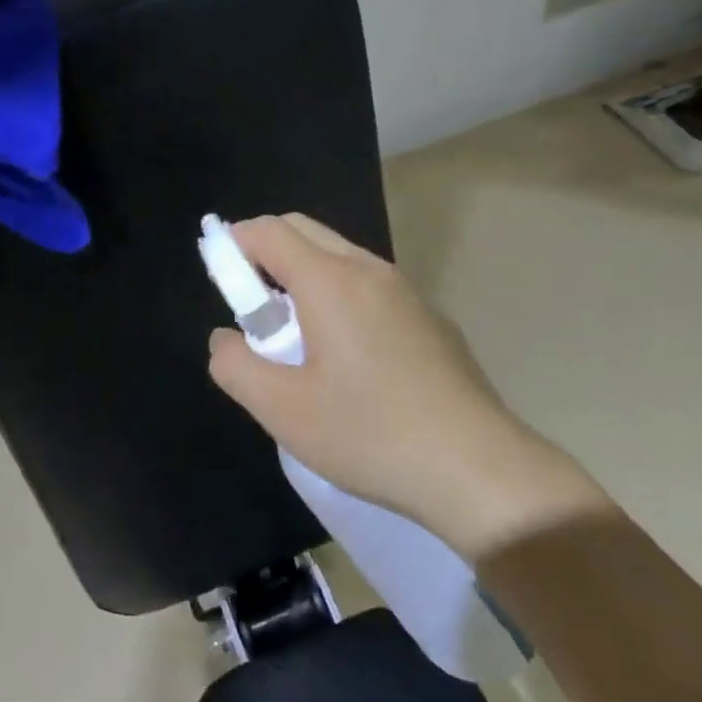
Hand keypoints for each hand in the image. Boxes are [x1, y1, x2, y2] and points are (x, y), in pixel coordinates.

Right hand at [207, 214, 610, 562]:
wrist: (479, 470)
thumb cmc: (370, 433)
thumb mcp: (282, 410)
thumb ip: (234, 365)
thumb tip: (225, 338)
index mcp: (329, 280)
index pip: (268, 230)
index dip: (233, 245)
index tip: (222, 283)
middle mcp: (368, 269)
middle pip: (302, 230)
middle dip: (265, 254)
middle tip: (254, 309)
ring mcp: (405, 290)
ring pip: (338, 255)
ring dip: (303, 275)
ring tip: (298, 336)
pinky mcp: (429, 317)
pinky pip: (369, 283)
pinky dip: (339, 294)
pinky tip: (349, 357)